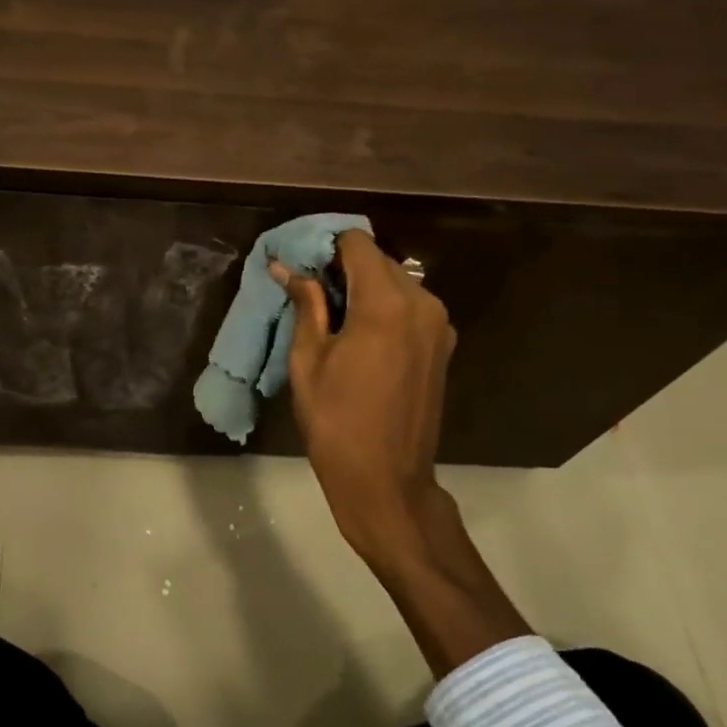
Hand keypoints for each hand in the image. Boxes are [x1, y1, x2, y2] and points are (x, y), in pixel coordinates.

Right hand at [274, 231, 528, 674]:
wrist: (387, 482)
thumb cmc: (337, 422)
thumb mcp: (309, 361)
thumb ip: (305, 304)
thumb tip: (284, 266)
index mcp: (387, 304)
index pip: (356, 244)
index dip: (324, 246)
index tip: (300, 264)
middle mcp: (422, 303)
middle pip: (378, 260)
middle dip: (342, 266)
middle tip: (309, 291)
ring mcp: (438, 325)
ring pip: (396, 282)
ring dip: (363, 287)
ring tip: (331, 316)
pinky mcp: (442, 345)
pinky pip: (409, 306)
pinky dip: (383, 307)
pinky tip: (358, 335)